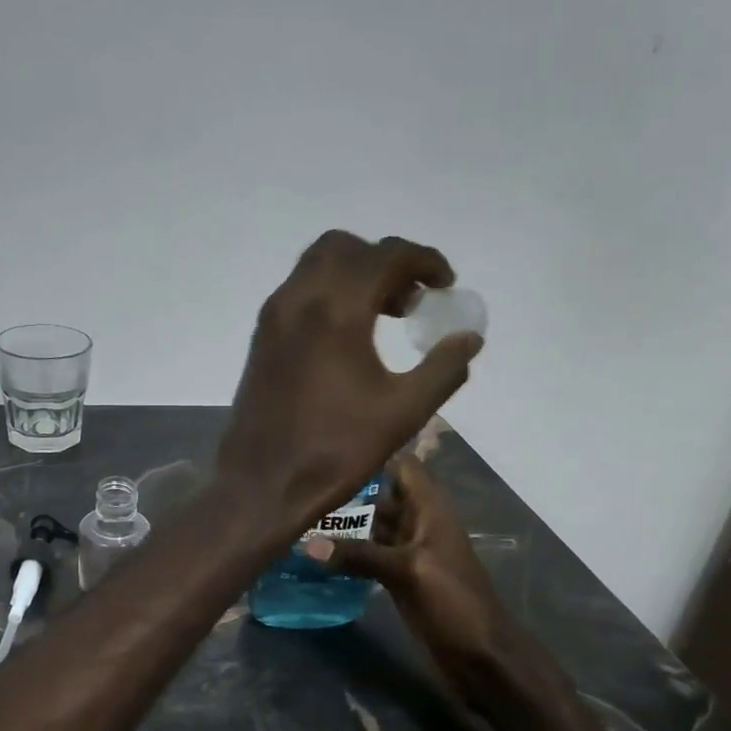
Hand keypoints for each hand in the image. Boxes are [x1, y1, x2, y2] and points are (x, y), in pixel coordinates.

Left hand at [216, 231, 482, 530]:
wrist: (262, 482)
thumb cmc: (335, 450)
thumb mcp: (403, 413)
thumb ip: (443, 369)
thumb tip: (469, 338)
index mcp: (336, 311)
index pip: (386, 255)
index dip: (424, 261)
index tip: (445, 285)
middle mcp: (299, 299)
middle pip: (347, 248)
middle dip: (385, 262)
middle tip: (411, 300)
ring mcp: (274, 316)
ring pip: (316, 264)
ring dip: (354, 273)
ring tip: (384, 315)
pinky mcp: (261, 336)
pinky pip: (298, 290)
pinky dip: (328, 292)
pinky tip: (348, 334)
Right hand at [306, 454, 515, 703]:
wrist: (481, 658)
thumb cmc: (454, 603)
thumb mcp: (407, 572)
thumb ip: (359, 555)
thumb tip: (307, 545)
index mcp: (429, 510)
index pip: (402, 467)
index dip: (372, 457)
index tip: (330, 457)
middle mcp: (418, 524)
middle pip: (379, 497)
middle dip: (346, 493)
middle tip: (299, 490)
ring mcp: (408, 552)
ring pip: (371, 528)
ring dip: (341, 525)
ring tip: (298, 518)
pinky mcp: (398, 578)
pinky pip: (368, 556)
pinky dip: (346, 555)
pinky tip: (314, 556)